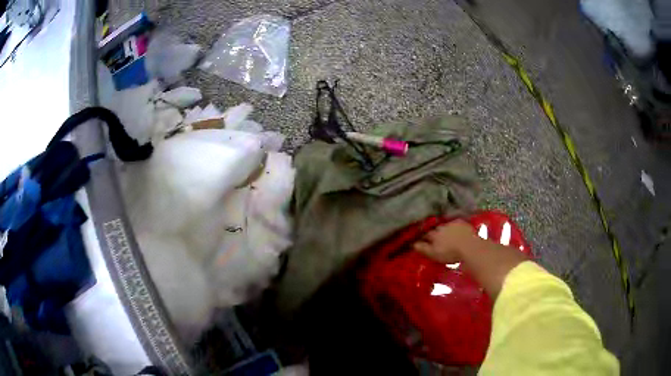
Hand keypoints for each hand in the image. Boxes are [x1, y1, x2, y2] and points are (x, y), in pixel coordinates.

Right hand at [413, 219, 478, 262]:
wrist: (469, 246)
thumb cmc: (450, 252)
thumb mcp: (433, 254)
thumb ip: (423, 248)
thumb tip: (413, 244)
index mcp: (434, 234)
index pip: (425, 234)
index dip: (423, 237)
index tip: (421, 240)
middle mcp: (442, 226)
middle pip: (436, 229)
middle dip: (435, 232)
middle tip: (436, 238)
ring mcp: (453, 223)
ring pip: (446, 225)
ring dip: (445, 229)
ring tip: (447, 235)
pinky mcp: (463, 223)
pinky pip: (456, 224)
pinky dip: (455, 227)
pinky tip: (457, 231)